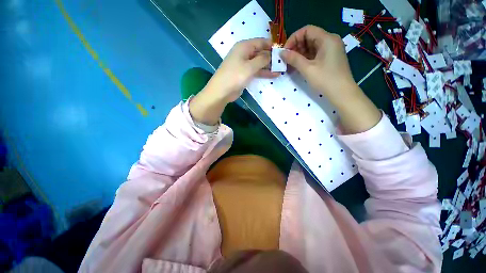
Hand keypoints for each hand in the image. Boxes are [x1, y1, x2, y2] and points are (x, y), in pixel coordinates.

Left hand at [189, 38, 277, 125]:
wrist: (222, 91)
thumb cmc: (235, 76)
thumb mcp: (250, 66)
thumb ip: (262, 59)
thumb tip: (270, 55)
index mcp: (244, 47)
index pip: (260, 42)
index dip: (271, 45)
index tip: (282, 50)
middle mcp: (244, 54)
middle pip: (260, 52)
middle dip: (271, 57)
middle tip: (283, 62)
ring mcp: (244, 65)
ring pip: (259, 63)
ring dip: (269, 66)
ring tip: (281, 69)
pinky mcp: (244, 74)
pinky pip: (256, 71)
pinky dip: (264, 73)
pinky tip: (273, 75)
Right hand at [281, 25, 355, 98]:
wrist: (342, 93)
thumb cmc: (325, 79)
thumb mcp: (307, 69)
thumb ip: (294, 59)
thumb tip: (281, 53)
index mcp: (327, 39)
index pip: (307, 30)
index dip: (294, 38)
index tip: (285, 51)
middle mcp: (330, 40)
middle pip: (309, 37)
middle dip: (296, 46)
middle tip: (287, 59)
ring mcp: (331, 49)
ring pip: (311, 46)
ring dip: (300, 53)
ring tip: (291, 63)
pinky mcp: (329, 58)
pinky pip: (315, 53)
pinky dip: (306, 58)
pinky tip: (298, 65)